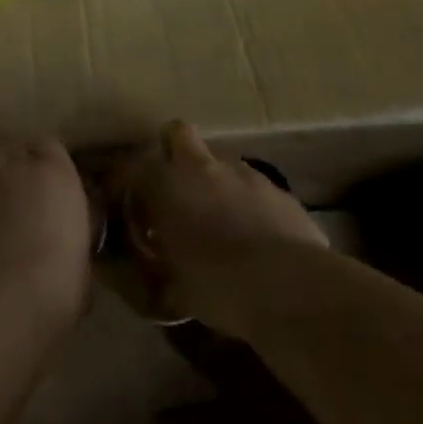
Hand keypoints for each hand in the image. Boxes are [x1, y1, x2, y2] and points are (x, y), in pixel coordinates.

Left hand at [0, 139, 93, 335]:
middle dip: (14, 171)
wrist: (0, 304)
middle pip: (10, 155)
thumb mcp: (81, 259)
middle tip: (25, 204)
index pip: (49, 145)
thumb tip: (64, 246)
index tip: (50, 181)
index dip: (47, 160)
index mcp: (54, 176)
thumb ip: (68, 237)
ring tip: (1, 244)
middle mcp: (14, 173)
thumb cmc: (59, 281)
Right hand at [122, 120, 325, 336]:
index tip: (136, 211)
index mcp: (166, 185)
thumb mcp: (174, 290)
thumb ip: (159, 275)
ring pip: (221, 163)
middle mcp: (202, 167)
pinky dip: (251, 205)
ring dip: (217, 183)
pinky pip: (255, 190)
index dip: (132, 186)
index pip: (133, 168)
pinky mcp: (280, 191)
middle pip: (178, 133)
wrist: (290, 288)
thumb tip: (154, 279)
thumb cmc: (217, 285)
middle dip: (174, 150)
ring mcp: (245, 174)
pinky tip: (258, 238)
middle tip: (176, 189)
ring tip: (223, 222)